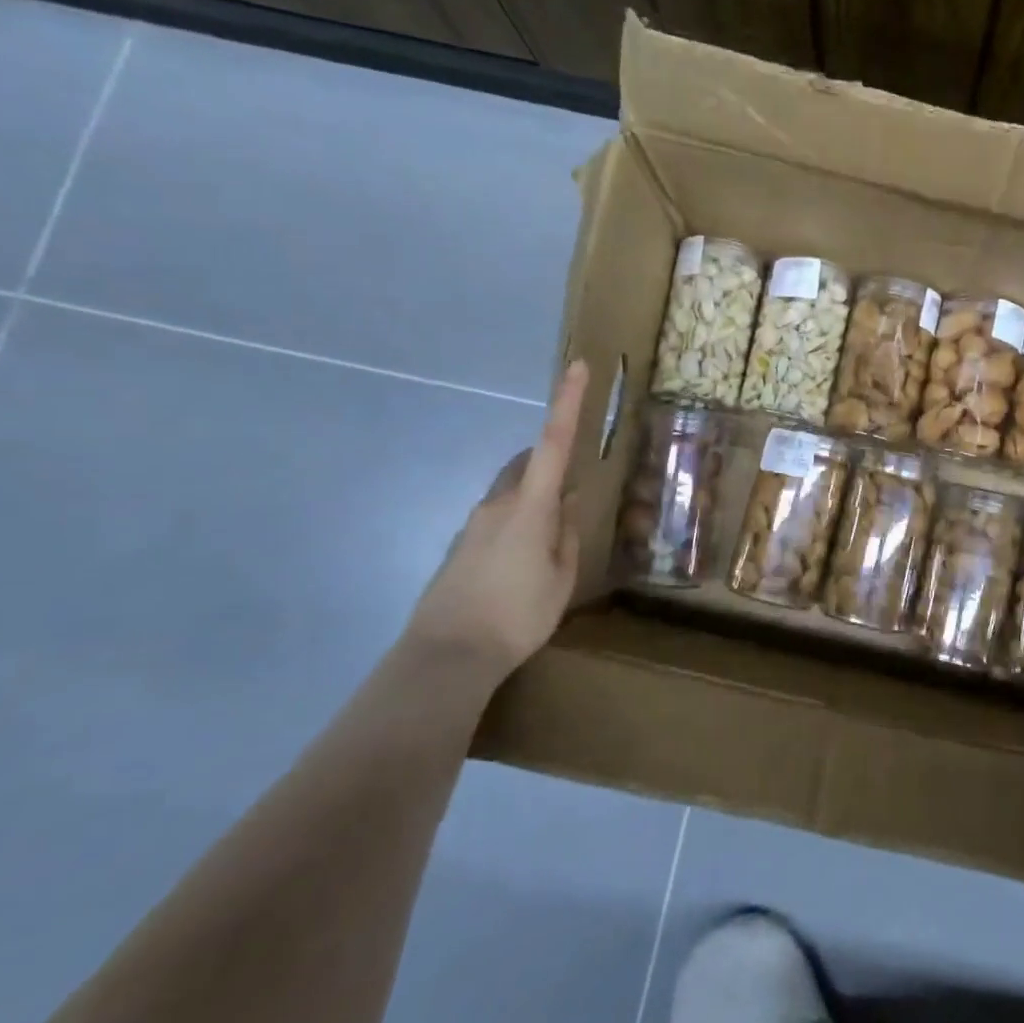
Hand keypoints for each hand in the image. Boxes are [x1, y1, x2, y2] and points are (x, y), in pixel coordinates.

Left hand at [404, 361, 590, 678]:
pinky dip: (517, 522)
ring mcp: (474, 524)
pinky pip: (497, 518)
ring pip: (511, 492)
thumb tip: (567, 507)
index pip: (554, 443)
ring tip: (551, 540)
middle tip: (573, 492)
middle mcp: (498, 504)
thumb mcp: (561, 577)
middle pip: (528, 464)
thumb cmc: (517, 615)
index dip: (567, 403)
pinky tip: (523, 562)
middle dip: (551, 463)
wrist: (446, 656)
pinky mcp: (460, 546)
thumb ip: (567, 535)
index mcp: (531, 507)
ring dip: (535, 499)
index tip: (577, 367)